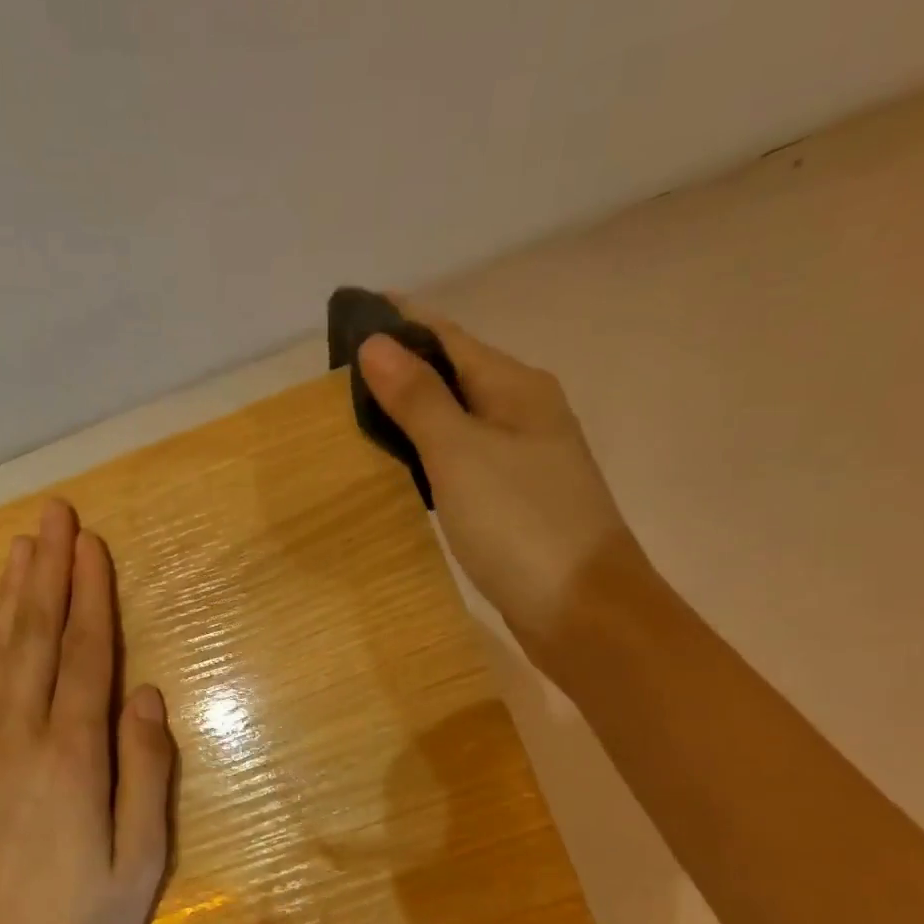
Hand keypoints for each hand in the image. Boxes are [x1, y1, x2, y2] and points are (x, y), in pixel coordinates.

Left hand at [0, 498, 175, 923]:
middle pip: (36, 640)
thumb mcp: (140, 866)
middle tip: (53, 514)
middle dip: (48, 572)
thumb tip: (147, 695)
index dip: (90, 597)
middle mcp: (18, 742)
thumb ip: (145, 774)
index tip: (91, 544)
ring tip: (21, 546)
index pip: (84, 657)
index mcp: (72, 761)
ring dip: (11, 596)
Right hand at [357, 315, 643, 668]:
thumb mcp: (460, 454)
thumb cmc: (520, 523)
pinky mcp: (515, 501)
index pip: (448, 337)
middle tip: (340, 375)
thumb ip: (418, 399)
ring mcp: (524, 460)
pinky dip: (428, 455)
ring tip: (358, 415)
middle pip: (454, 375)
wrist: (583, 609)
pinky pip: (462, 461)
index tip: (350, 315)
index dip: (400, 323)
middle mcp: (525, 413)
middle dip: (402, 368)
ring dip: (413, 412)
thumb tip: (376, 343)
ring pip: (457, 420)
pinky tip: (401, 468)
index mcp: (517, 388)